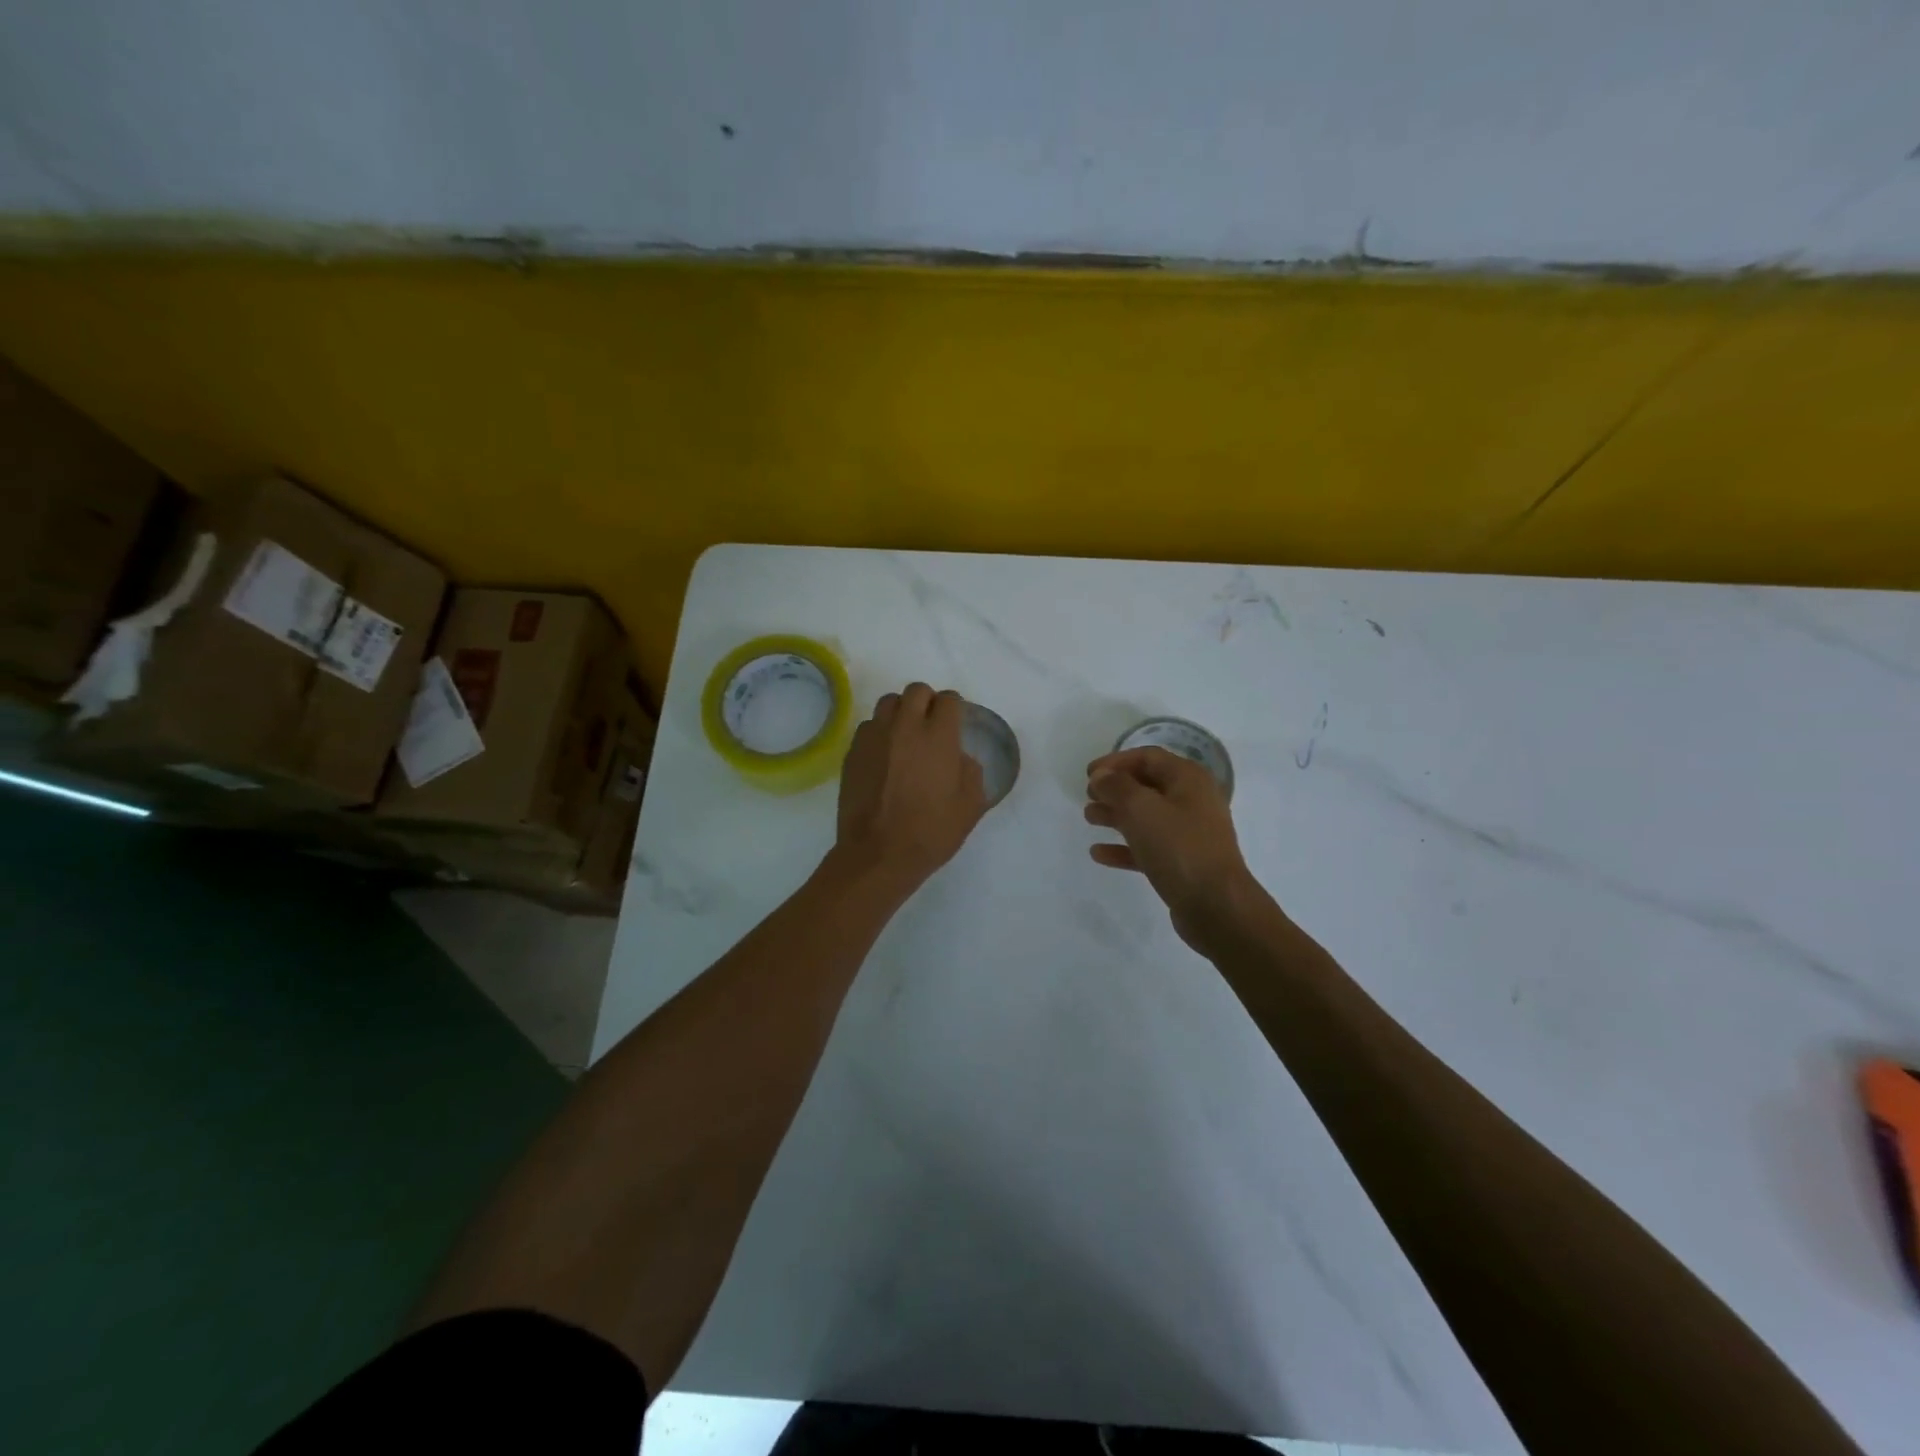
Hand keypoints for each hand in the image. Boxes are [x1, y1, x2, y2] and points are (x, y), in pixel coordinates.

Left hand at [836, 682, 987, 893]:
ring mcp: (875, 737)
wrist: (878, 854)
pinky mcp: (853, 752)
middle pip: (916, 691)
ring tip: (905, 735)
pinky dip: (880, 732)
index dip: (954, 707)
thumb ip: (971, 772)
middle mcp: (905, 727)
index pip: (948, 700)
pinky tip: (884, 755)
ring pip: (889, 703)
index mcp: (938, 737)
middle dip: (928, 701)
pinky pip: (868, 726)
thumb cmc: (931, 833)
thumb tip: (959, 757)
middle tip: (931, 725)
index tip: (955, 722)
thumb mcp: (970, 807)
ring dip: (901, 712)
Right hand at [1085, 747, 1263, 951]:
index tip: (1088, 774)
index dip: (1115, 761)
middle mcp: (1192, 801)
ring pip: (1146, 816)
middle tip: (1088, 796)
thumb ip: (1116, 786)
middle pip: (1147, 785)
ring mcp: (1189, 834)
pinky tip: (1099, 853)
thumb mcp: (1141, 809)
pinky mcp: (1183, 862)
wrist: (1216, 906)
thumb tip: (1102, 777)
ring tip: (1089, 818)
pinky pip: (1148, 847)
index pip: (1148, 757)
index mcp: (1189, 779)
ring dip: (1116, 815)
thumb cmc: (1179, 847)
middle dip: (1115, 789)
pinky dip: (1124, 847)